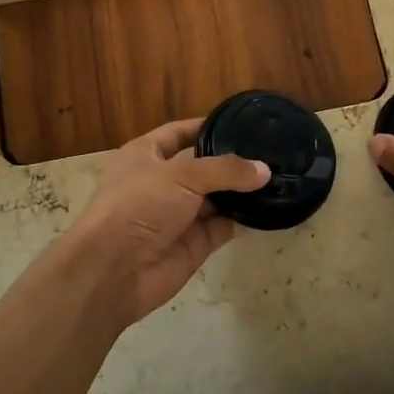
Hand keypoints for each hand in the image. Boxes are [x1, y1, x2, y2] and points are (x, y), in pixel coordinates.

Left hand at [60, 118, 268, 326]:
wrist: (115, 270)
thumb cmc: (139, 205)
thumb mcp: (182, 175)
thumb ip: (225, 170)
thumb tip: (264, 170)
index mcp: (146, 155)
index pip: (179, 133)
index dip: (206, 127)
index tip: (240, 123)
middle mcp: (162, 182)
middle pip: (202, 167)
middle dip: (232, 162)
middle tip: (270, 152)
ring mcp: (178, 215)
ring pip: (216, 198)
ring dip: (242, 191)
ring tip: (278, 177)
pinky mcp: (193, 244)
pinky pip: (223, 226)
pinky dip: (243, 219)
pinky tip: (270, 208)